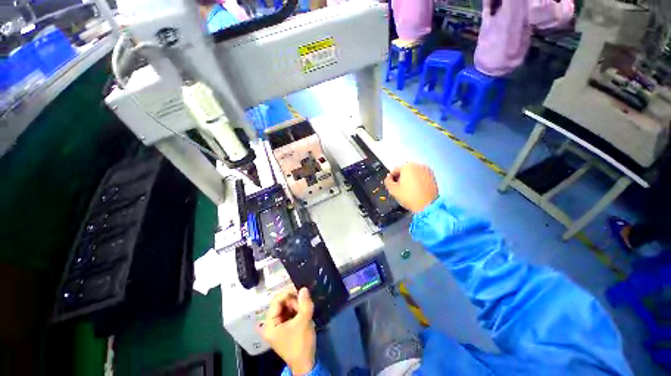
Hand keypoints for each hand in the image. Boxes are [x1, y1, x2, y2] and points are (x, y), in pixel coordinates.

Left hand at [260, 287, 315, 374]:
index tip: (299, 290)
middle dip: (293, 301)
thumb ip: (304, 303)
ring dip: (296, 305)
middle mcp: (271, 324)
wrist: (306, 363)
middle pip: (281, 303)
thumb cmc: (301, 343)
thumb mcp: (304, 321)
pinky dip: (296, 310)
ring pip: (286, 307)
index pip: (276, 301)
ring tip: (305, 309)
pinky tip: (303, 313)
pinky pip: (289, 313)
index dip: (287, 293)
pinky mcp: (285, 327)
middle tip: (304, 303)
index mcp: (270, 324)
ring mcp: (278, 326)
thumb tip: (303, 288)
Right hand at [384, 162, 437, 212]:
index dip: (391, 178)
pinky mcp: (432, 176)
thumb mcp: (393, 190)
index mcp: (407, 167)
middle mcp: (417, 165)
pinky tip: (416, 189)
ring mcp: (426, 170)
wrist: (428, 205)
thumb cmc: (409, 197)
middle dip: (401, 177)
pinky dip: (417, 179)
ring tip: (409, 189)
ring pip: (413, 172)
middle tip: (400, 187)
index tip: (392, 185)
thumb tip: (388, 177)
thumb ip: (387, 181)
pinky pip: (421, 175)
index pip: (395, 169)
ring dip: (409, 178)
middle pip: (405, 169)